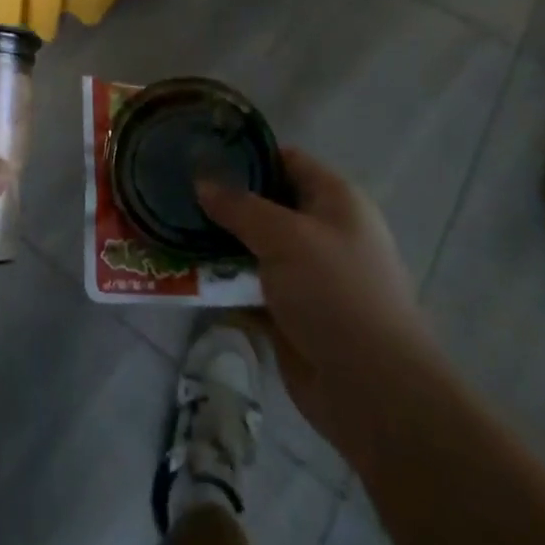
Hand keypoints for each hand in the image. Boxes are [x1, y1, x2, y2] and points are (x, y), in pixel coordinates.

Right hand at [198, 149, 439, 449]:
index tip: (200, 154)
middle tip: (175, 193)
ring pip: (253, 247)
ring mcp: (307, 275)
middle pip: (265, 204)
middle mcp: (322, 232)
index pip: (285, 160)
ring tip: (171, 229)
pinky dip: (224, 282)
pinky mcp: (290, 312)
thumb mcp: (284, 236)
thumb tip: (201, 182)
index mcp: (335, 200)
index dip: (245, 155)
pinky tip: (186, 272)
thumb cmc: (335, 293)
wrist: (372, 390)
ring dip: (218, 243)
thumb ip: (238, 206)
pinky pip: (250, 286)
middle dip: (224, 202)